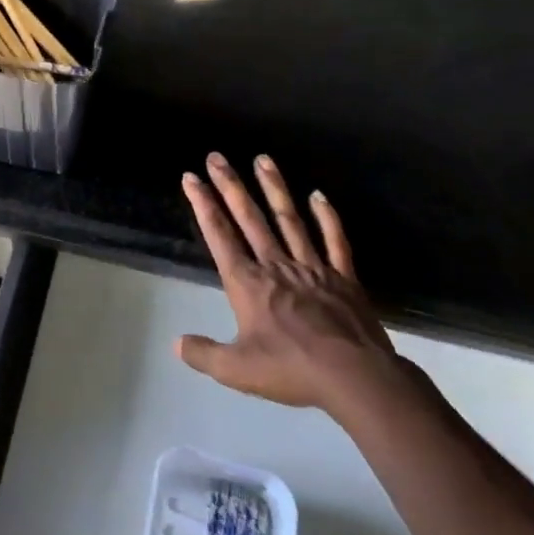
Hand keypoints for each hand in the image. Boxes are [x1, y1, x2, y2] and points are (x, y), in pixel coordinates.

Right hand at [177, 152, 402, 418]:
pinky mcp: (343, 277)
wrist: (356, 377)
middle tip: (217, 156)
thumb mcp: (237, 370)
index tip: (191, 178)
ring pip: (288, 220)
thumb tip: (177, 343)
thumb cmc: (291, 370)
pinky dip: (326, 217)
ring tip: (262, 159)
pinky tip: (318, 196)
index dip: (203, 205)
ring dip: (274, 188)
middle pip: (249, 218)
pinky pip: (334, 241)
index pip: (219, 235)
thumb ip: (204, 354)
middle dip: (230, 186)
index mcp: (247, 283)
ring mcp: (312, 267)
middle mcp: (276, 265)